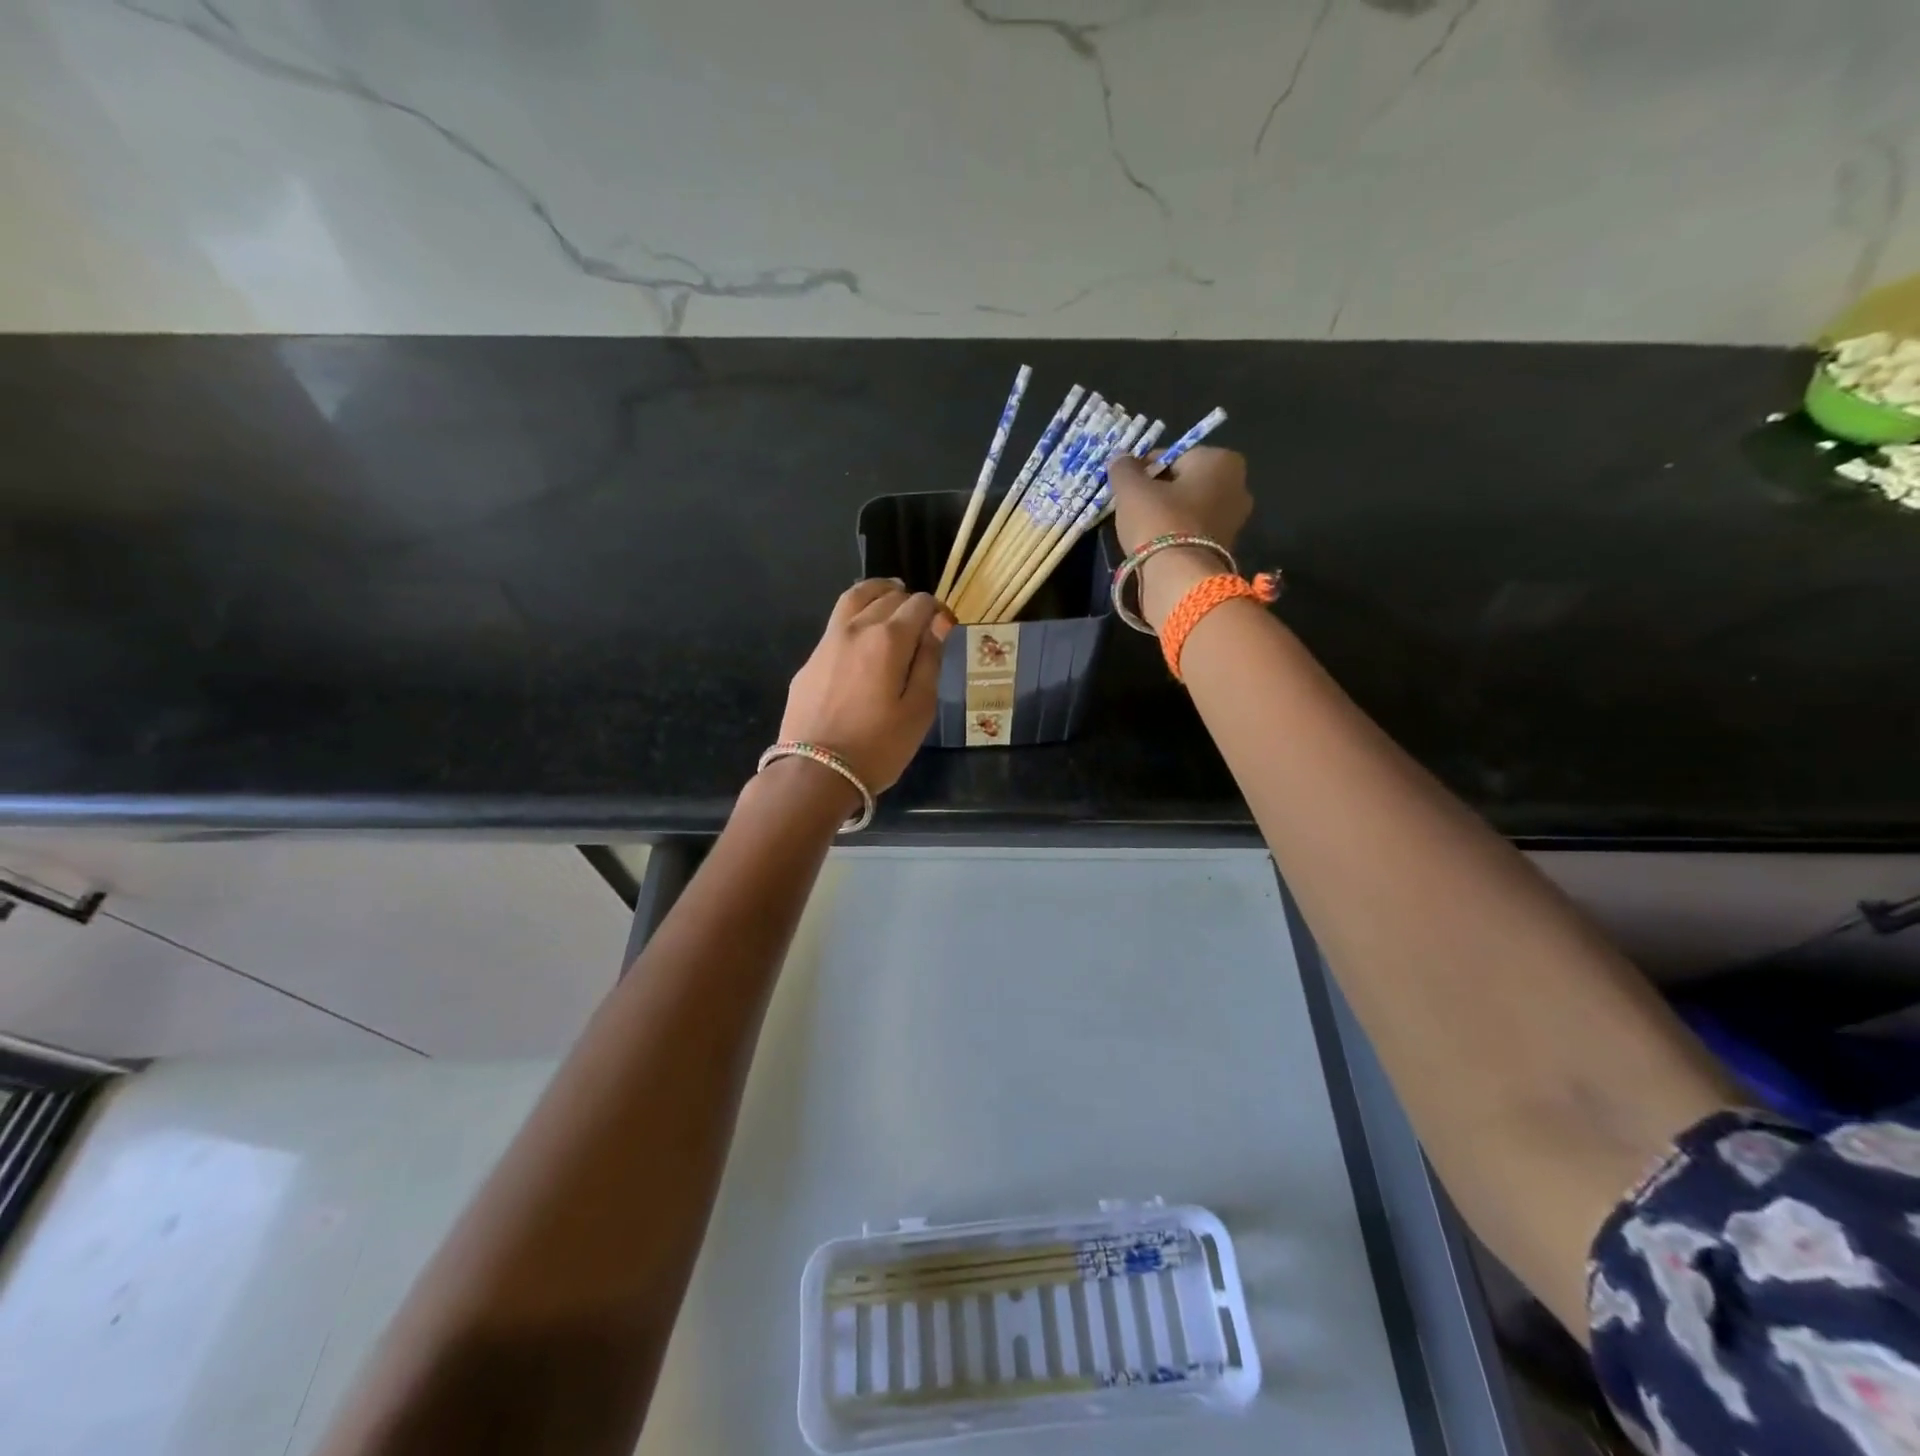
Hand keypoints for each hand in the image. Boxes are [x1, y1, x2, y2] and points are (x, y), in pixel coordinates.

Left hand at [779, 580, 952, 793]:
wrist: (815, 772)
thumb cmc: (878, 746)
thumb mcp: (919, 710)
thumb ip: (929, 662)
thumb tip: (937, 626)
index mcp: (889, 639)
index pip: (919, 605)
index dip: (936, 610)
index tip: (945, 626)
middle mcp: (856, 628)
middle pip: (886, 596)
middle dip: (909, 600)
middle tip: (921, 616)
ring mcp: (827, 643)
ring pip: (853, 599)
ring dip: (877, 593)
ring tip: (890, 597)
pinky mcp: (809, 661)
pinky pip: (836, 624)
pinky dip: (855, 616)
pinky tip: (862, 636)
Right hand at [1107, 447, 1252, 556]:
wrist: (1179, 578)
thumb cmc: (1159, 521)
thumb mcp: (1132, 489)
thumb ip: (1124, 468)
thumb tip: (1120, 457)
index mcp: (1221, 460)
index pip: (1173, 456)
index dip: (1144, 470)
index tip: (1125, 486)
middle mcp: (1238, 485)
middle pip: (1185, 483)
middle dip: (1159, 492)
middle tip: (1131, 507)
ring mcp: (1235, 520)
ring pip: (1190, 509)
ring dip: (1167, 515)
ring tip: (1140, 529)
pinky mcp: (1225, 548)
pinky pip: (1194, 532)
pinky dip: (1176, 535)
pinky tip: (1156, 546)